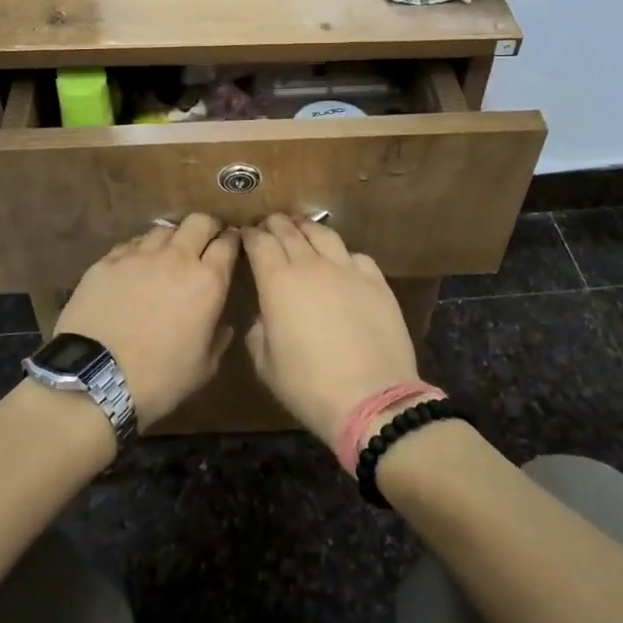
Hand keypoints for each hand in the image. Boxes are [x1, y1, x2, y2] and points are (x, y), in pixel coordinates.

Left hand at [55, 215, 239, 427]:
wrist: (94, 379)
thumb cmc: (159, 379)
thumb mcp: (204, 368)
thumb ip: (219, 337)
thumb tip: (223, 323)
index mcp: (207, 282)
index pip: (228, 242)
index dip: (233, 239)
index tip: (232, 244)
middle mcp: (176, 258)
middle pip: (199, 221)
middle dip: (207, 226)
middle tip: (205, 240)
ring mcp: (139, 255)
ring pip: (163, 229)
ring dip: (172, 238)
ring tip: (167, 254)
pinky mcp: (107, 261)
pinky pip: (132, 244)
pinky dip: (141, 250)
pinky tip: (136, 267)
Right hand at [243, 215, 419, 453]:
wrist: (371, 398)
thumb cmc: (309, 386)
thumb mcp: (266, 365)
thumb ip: (258, 330)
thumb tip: (265, 316)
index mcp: (277, 282)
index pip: (260, 243)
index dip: (250, 235)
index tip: (245, 235)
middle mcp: (311, 265)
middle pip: (290, 231)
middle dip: (275, 224)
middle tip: (269, 225)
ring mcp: (347, 270)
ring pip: (324, 234)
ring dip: (307, 228)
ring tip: (301, 229)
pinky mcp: (376, 282)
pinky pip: (355, 256)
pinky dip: (341, 253)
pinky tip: (341, 261)